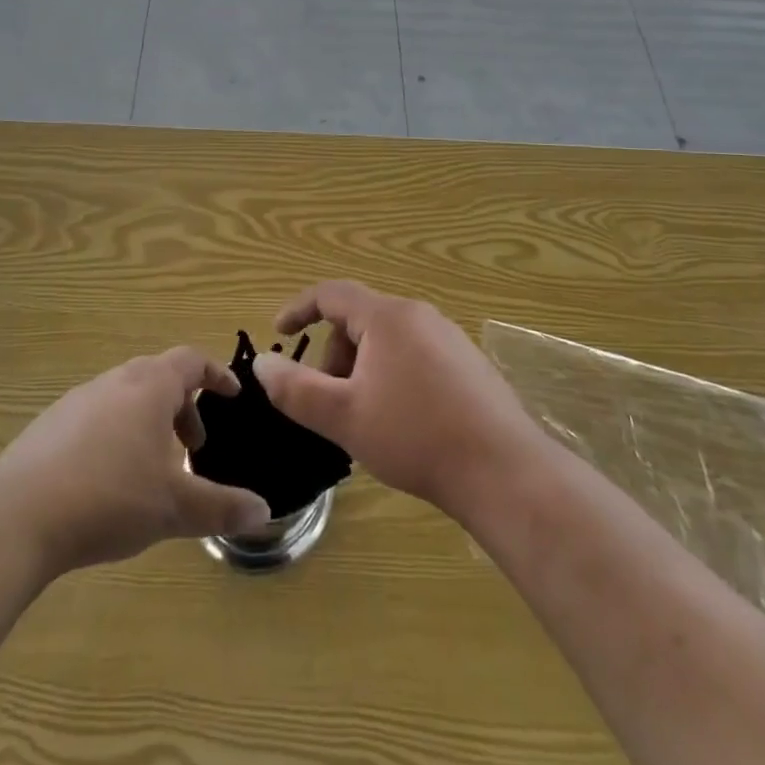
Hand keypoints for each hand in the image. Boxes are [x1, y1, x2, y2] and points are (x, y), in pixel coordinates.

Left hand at [0, 348, 273, 578]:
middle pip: (159, 377)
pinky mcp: (48, 425)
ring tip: (152, 468)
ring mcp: (77, 400)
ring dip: (148, 422)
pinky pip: (95, 417)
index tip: (232, 394)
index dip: (216, 374)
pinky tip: (107, 480)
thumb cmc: (109, 498)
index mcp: (149, 386)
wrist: (16, 517)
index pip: (192, 361)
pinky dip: (115, 435)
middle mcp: (115, 381)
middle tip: (194, 446)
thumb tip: (265, 511)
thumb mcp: (174, 508)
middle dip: (182, 407)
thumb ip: (222, 507)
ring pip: (125, 397)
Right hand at [253, 281, 545, 520]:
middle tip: (328, 402)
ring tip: (363, 418)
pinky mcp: (469, 364)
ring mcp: (449, 338)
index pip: (331, 294)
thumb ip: (295, 389)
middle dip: (334, 355)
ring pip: (388, 341)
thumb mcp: (343, 416)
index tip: (279, 333)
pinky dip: (392, 377)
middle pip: (360, 320)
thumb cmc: (415, 437)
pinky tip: (401, 423)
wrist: (503, 471)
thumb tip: (260, 363)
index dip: (299, 309)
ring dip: (362, 369)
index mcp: (387, 317)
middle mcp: (419, 315)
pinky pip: (415, 356)